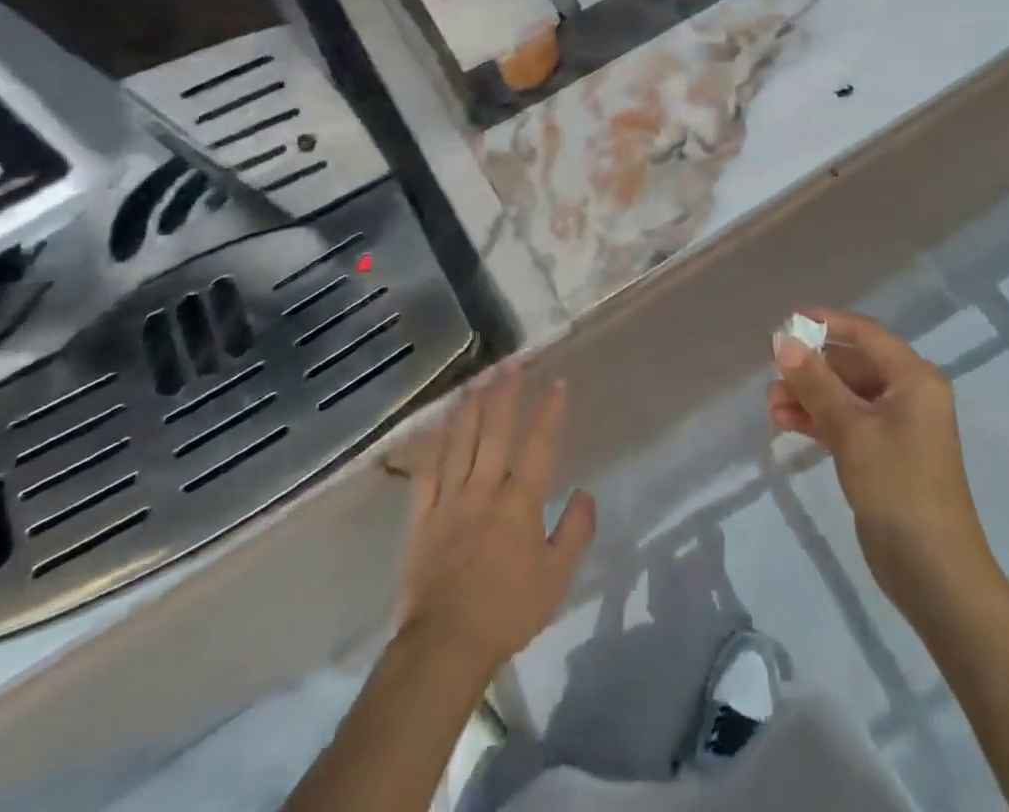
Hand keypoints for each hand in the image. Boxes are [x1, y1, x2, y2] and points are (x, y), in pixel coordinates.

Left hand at [398, 364, 596, 677]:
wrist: (445, 645)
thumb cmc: (507, 611)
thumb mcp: (557, 579)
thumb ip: (575, 532)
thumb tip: (586, 492)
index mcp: (519, 502)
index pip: (538, 445)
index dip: (549, 412)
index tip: (557, 384)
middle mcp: (484, 489)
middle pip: (495, 430)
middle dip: (505, 393)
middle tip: (511, 364)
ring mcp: (449, 499)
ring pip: (459, 441)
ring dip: (470, 406)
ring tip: (477, 380)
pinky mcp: (421, 515)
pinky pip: (426, 470)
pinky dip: (432, 443)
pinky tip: (437, 424)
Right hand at [769, 309, 995, 610]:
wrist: (934, 573)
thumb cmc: (898, 486)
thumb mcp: (851, 429)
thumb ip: (815, 382)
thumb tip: (783, 342)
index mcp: (913, 379)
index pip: (865, 334)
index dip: (826, 322)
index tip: (787, 322)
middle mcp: (908, 395)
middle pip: (852, 365)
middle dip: (810, 368)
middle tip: (771, 371)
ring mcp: (897, 428)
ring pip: (844, 396)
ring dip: (808, 396)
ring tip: (770, 406)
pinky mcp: (883, 456)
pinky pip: (846, 423)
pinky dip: (817, 421)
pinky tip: (784, 424)